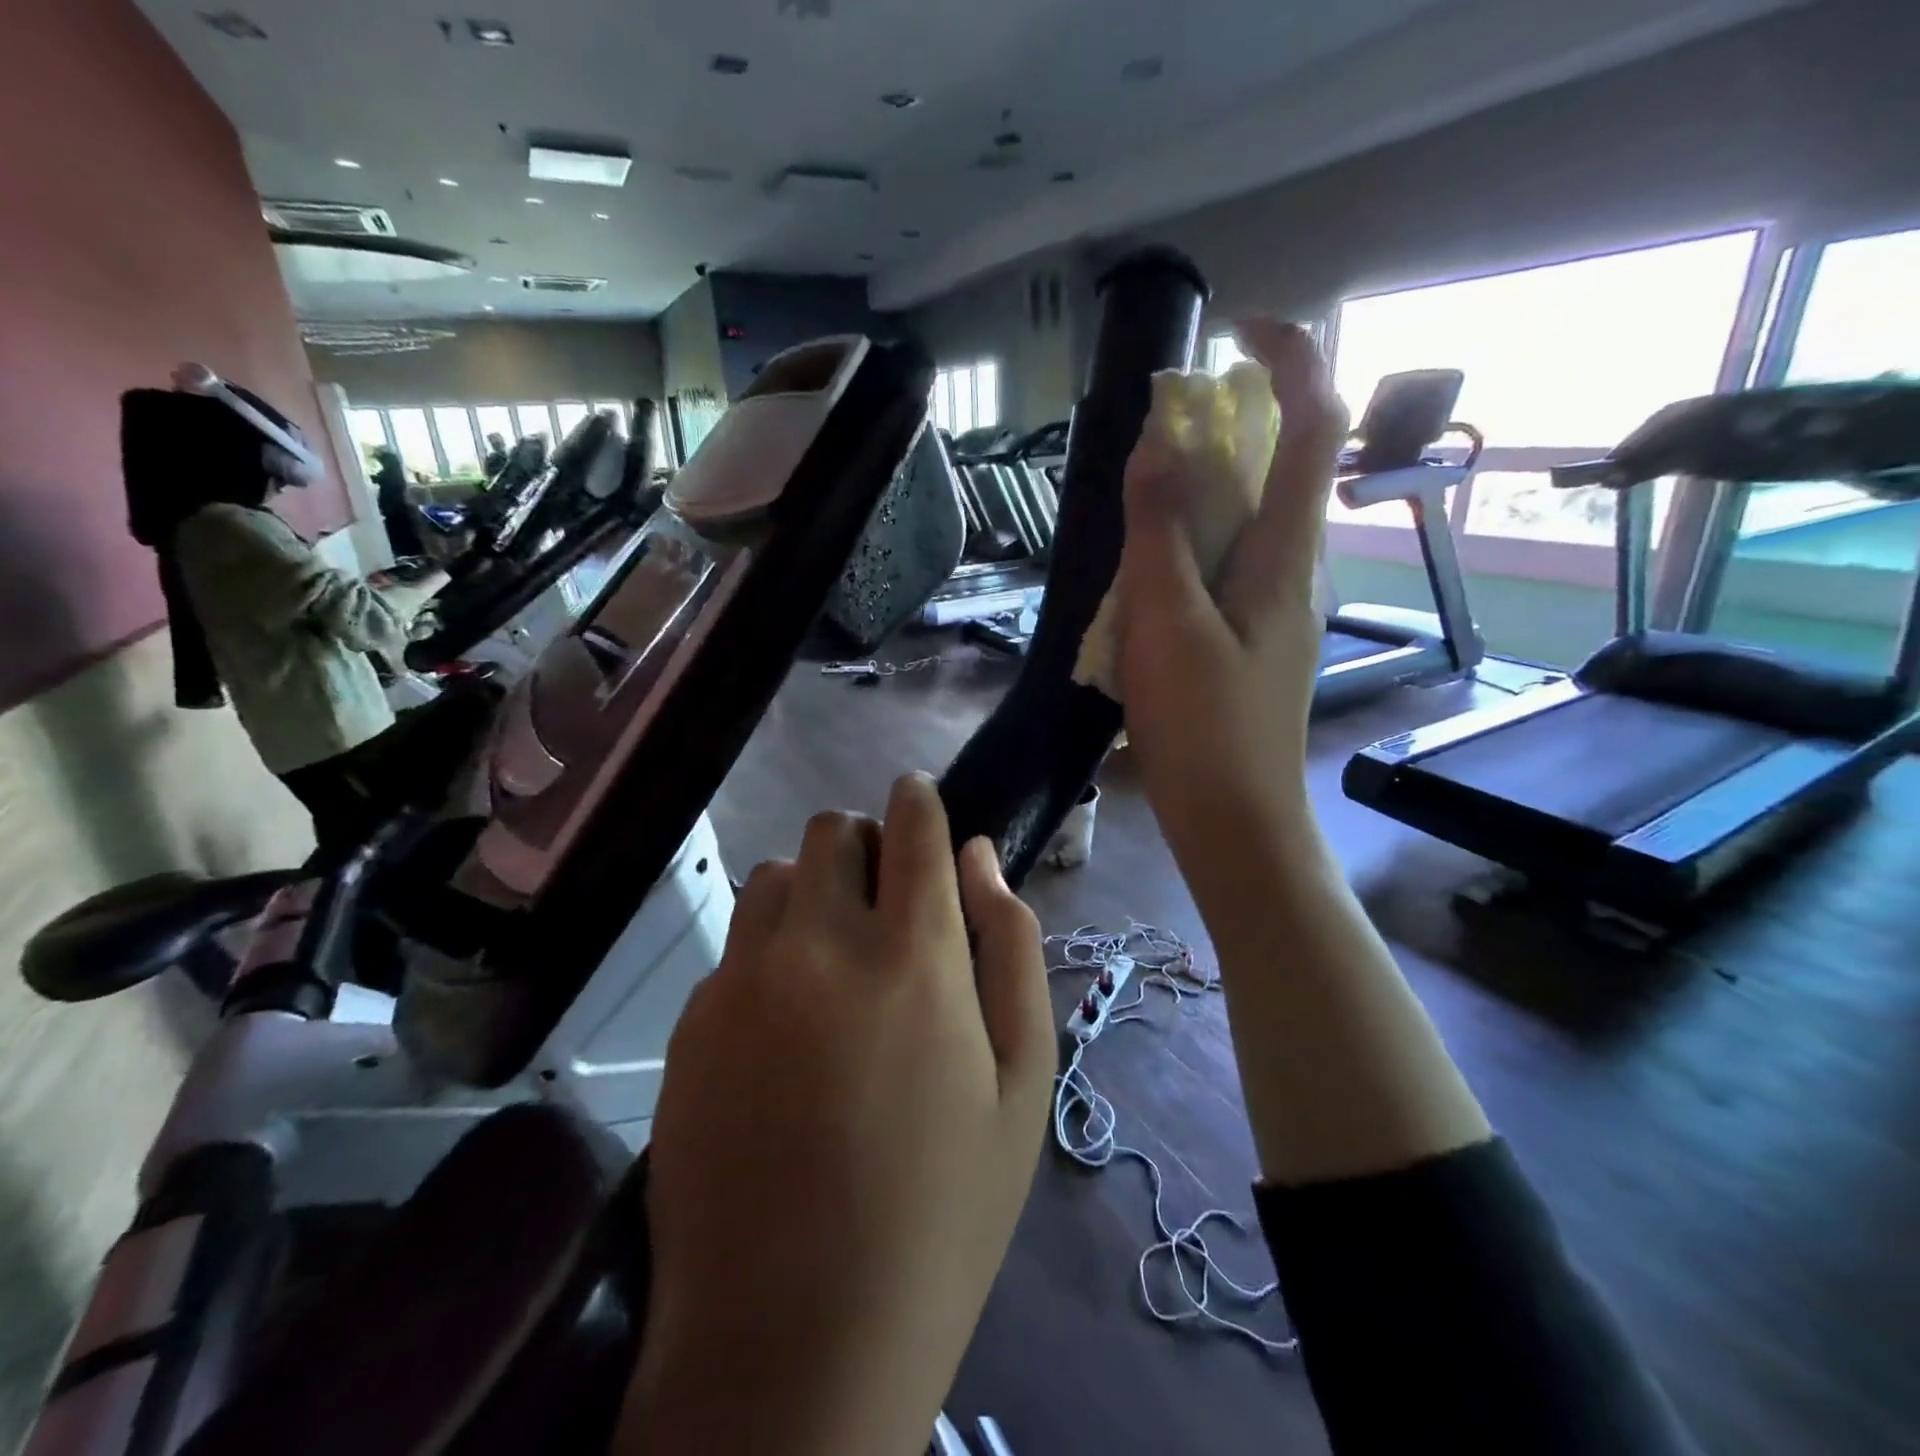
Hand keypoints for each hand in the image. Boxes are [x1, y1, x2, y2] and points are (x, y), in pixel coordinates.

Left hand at [622, 773, 1053, 1455]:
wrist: (792, 1338)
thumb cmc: (940, 1209)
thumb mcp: (1022, 1083)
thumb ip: (1011, 949)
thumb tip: (980, 858)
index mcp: (911, 954)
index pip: (910, 825)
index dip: (917, 797)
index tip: (919, 797)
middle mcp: (819, 943)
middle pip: (832, 830)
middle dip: (865, 845)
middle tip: (885, 903)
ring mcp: (743, 978)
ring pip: (777, 875)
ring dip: (814, 891)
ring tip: (834, 959)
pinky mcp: (693, 1022)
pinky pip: (737, 944)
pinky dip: (769, 950)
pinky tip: (783, 1026)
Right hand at [1115, 319, 1347, 867]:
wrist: (1234, 820)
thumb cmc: (1205, 727)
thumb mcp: (1168, 624)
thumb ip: (1160, 534)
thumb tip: (1160, 443)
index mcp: (1285, 557)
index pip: (1314, 428)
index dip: (1290, 360)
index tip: (1238, 329)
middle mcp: (1292, 571)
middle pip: (1277, 470)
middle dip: (1225, 432)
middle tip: (1152, 447)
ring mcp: (1272, 609)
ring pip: (1243, 524)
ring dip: (1194, 499)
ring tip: (1133, 525)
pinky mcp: (1249, 641)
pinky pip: (1222, 570)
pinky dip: (1184, 552)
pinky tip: (1141, 590)